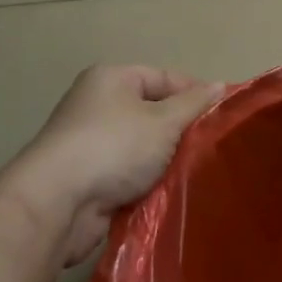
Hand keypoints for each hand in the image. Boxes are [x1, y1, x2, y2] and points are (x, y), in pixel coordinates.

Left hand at [7, 64, 223, 264]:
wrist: (56, 203)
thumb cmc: (113, 147)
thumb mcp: (163, 122)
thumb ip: (194, 104)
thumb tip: (220, 85)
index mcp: (112, 79)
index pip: (164, 77)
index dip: (195, 94)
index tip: (224, 116)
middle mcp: (98, 105)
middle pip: (153, 112)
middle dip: (181, 131)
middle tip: (212, 147)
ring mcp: (90, 143)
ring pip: (143, 147)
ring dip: (165, 161)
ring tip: (196, 172)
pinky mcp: (87, 179)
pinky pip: (128, 174)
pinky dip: (147, 183)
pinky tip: (170, 194)